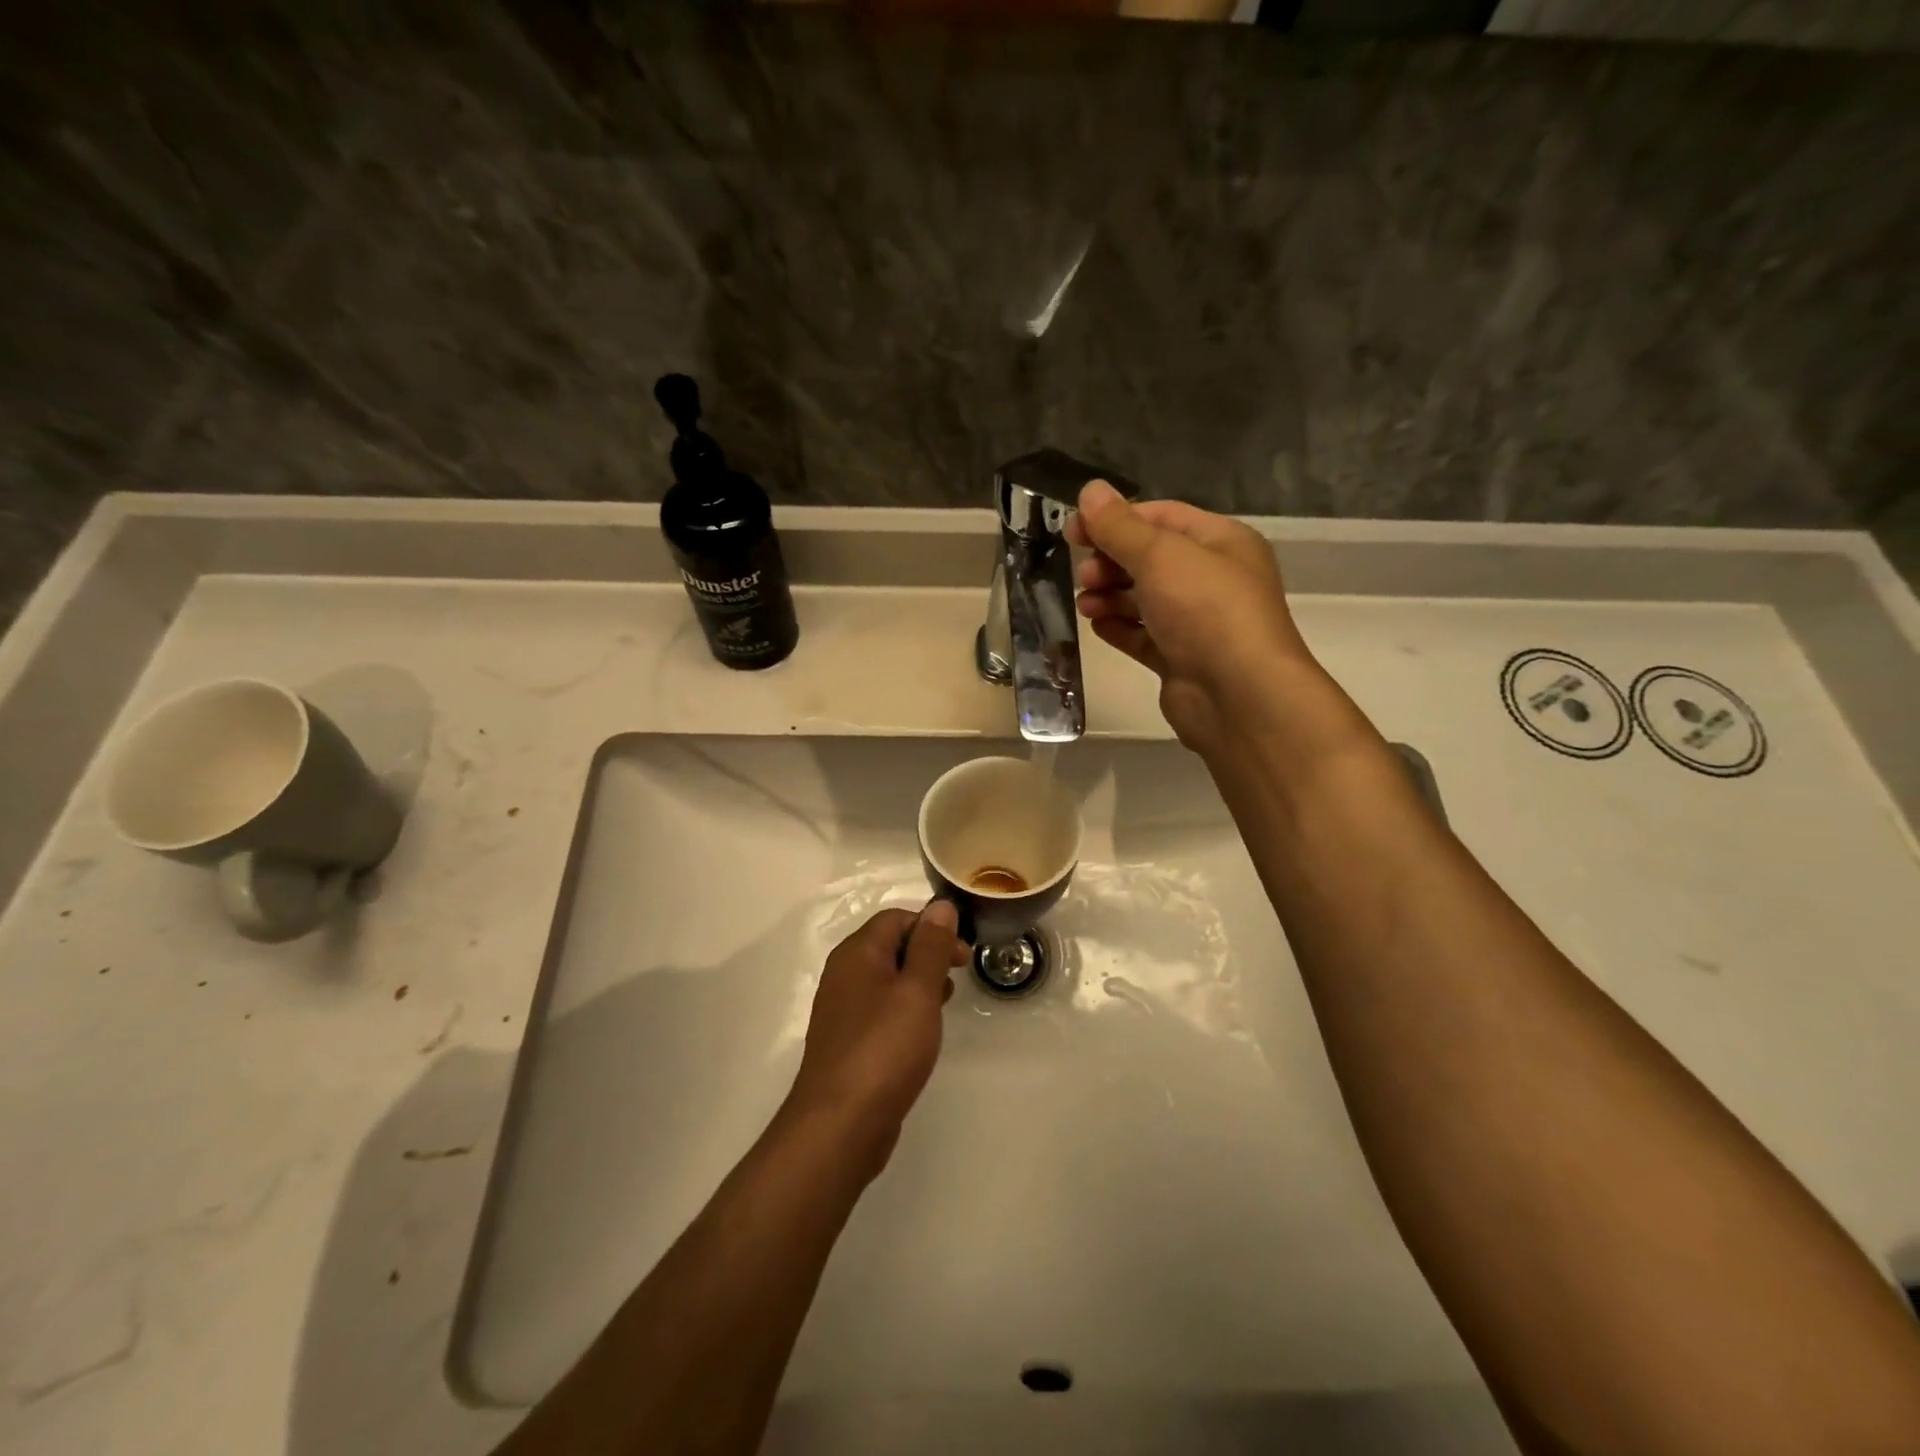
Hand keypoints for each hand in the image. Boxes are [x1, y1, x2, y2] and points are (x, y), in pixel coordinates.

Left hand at [785, 902, 967, 1176]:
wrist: (840, 1125)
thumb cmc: (884, 1049)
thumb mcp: (917, 992)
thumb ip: (930, 946)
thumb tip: (940, 905)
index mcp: (857, 954)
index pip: (896, 918)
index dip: (932, 927)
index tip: (961, 954)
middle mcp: (844, 974)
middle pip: (890, 945)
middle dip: (928, 953)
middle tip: (959, 974)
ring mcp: (842, 1009)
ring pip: (886, 978)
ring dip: (918, 982)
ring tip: (945, 1002)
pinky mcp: (848, 1041)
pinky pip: (880, 1008)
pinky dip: (904, 1009)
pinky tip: (921, 1032)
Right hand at [1067, 480, 1313, 750]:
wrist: (1238, 696)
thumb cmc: (1205, 611)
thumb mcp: (1160, 555)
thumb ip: (1120, 526)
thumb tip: (1089, 491)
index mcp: (1221, 542)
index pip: (1161, 517)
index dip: (1115, 520)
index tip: (1073, 531)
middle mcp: (1213, 579)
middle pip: (1151, 559)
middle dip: (1111, 562)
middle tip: (1083, 574)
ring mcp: (1198, 623)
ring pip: (1145, 600)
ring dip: (1111, 596)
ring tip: (1085, 604)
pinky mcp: (1182, 660)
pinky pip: (1145, 637)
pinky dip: (1120, 629)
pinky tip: (1098, 627)